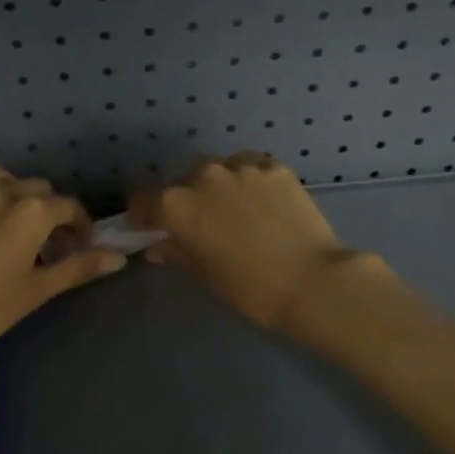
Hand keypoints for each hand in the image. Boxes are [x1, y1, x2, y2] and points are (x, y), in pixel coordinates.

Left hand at [0, 170, 124, 365]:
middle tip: (46, 240)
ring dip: (13, 195)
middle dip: (48, 209)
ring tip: (10, 224)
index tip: (80, 245)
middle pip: (35, 188)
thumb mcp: (37, 290)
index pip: (68, 206)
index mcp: (30, 211)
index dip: (80, 225)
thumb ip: (78, 267)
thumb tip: (118, 258)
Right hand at [129, 153, 367, 331]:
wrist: (311, 280)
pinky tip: (261, 202)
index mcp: (177, 204)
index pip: (145, 201)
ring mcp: (242, 166)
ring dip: (218, 185)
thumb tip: (158, 246)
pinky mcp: (275, 167)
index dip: (143, 214)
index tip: (147, 225)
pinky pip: (252, 167)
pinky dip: (249, 181)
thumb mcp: (205, 274)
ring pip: (219, 169)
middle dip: (185, 198)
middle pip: (183, 181)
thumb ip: (177, 252)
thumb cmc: (249, 287)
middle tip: (199, 222)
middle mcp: (204, 175)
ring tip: (234, 208)